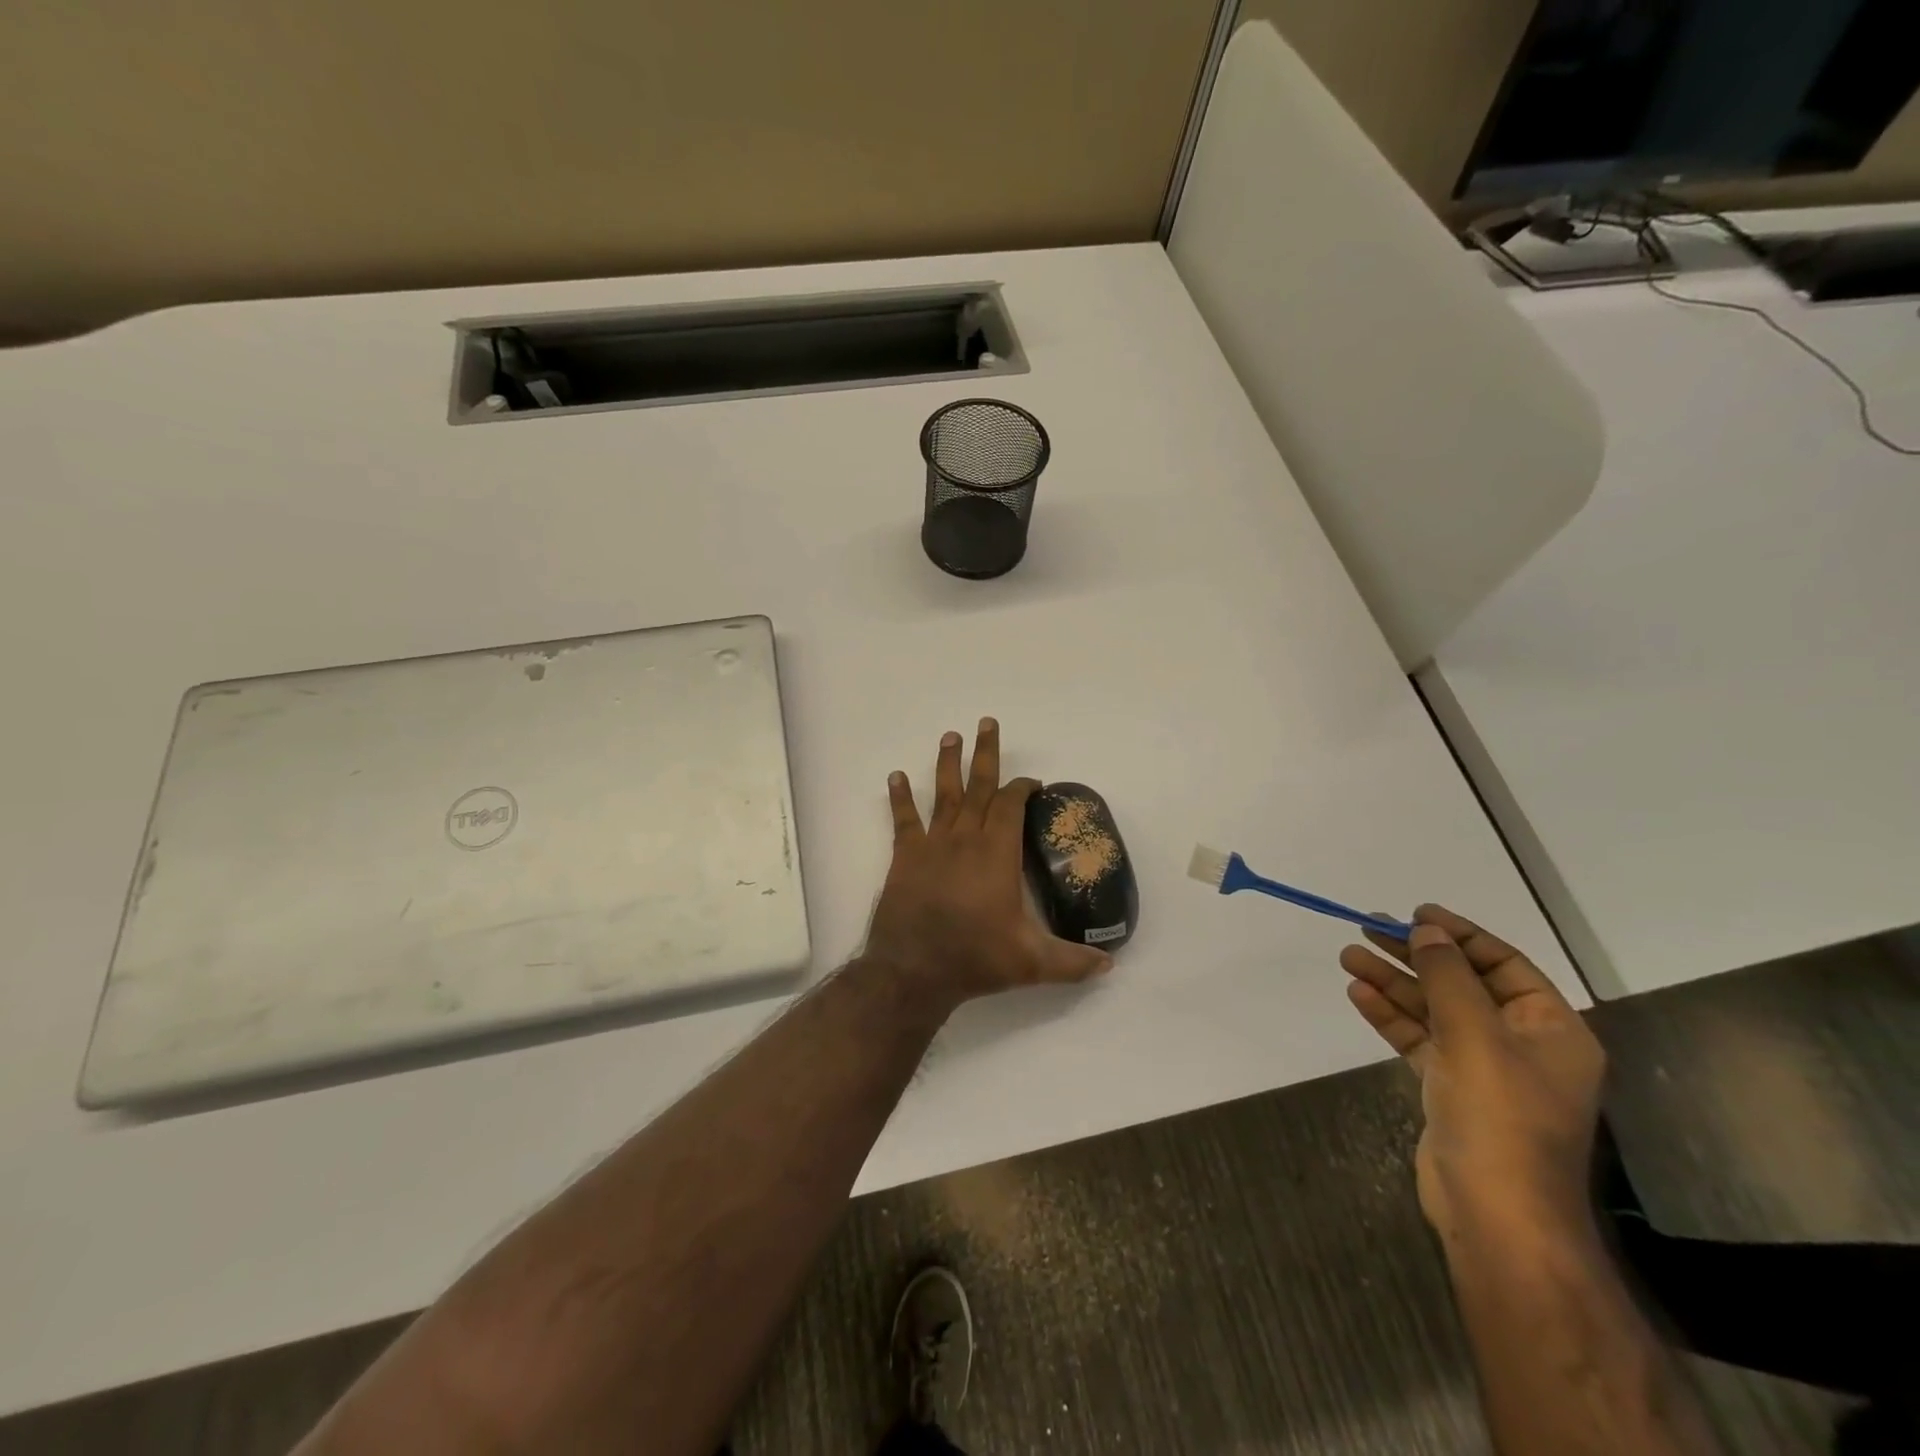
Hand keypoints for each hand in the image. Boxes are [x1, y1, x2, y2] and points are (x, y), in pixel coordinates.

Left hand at [865, 719, 1112, 1007]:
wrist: (913, 970)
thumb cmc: (975, 958)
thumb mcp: (1032, 963)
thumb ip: (1072, 961)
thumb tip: (1109, 965)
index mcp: (997, 853)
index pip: (1011, 805)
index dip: (1022, 788)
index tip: (1032, 782)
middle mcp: (966, 838)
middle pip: (979, 786)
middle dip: (986, 753)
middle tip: (987, 722)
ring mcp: (933, 845)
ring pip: (943, 795)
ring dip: (948, 764)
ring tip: (950, 736)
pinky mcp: (906, 857)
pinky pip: (904, 820)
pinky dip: (900, 797)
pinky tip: (895, 776)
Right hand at [1339, 905, 1603, 1240]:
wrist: (1498, 1214)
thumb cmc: (1501, 1117)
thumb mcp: (1476, 1035)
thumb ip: (1448, 977)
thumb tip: (1427, 930)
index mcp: (1551, 1029)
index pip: (1503, 963)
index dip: (1460, 934)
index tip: (1415, 913)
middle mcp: (1521, 1043)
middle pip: (1461, 984)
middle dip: (1414, 956)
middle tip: (1367, 929)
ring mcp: (1485, 1069)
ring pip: (1433, 1011)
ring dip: (1393, 983)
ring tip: (1348, 956)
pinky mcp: (1452, 1090)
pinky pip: (1419, 1040)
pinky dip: (1390, 1017)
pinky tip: (1359, 995)